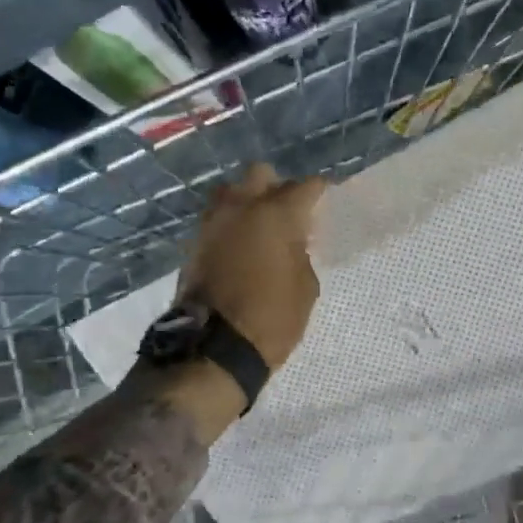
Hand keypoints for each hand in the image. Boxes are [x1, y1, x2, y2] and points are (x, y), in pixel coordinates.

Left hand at [178, 162, 326, 370]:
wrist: (214, 348)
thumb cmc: (272, 318)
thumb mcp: (305, 287)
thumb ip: (300, 253)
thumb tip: (291, 242)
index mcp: (277, 214)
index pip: (306, 186)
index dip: (320, 191)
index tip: (327, 198)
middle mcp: (242, 207)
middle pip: (260, 174)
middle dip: (277, 186)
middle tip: (289, 210)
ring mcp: (213, 223)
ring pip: (231, 192)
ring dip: (247, 201)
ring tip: (261, 226)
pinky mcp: (195, 243)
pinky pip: (217, 219)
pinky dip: (231, 225)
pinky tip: (243, 244)